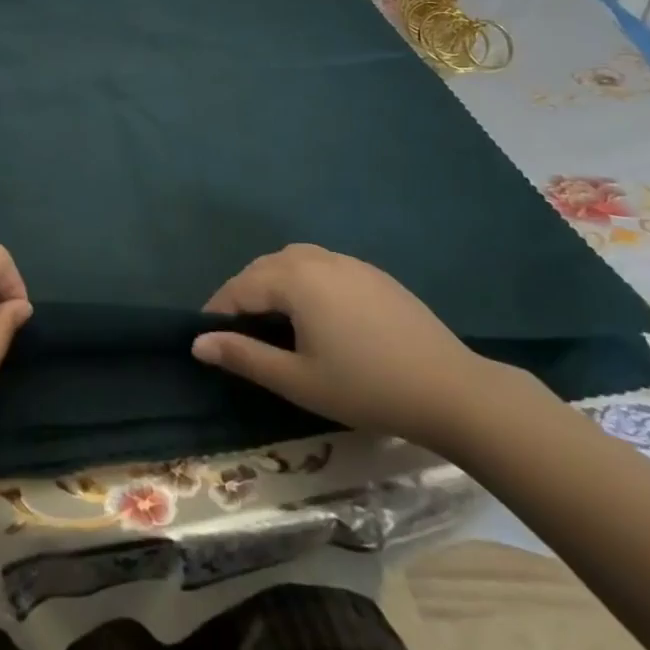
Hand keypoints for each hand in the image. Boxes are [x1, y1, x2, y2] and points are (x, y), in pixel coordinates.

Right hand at [191, 244, 489, 450]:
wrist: (452, 391)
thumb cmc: (366, 388)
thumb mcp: (298, 380)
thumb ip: (244, 357)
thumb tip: (198, 343)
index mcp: (294, 278)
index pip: (239, 287)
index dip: (218, 311)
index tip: (208, 339)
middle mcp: (316, 258)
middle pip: (264, 268)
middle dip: (243, 294)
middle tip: (238, 333)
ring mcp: (348, 262)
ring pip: (293, 261)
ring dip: (273, 284)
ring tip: (272, 320)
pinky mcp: (372, 273)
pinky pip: (322, 266)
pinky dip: (304, 281)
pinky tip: (316, 314)